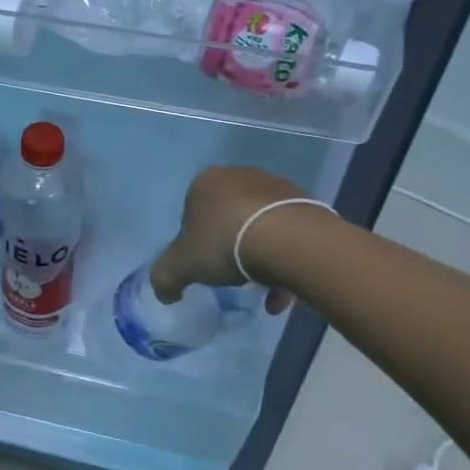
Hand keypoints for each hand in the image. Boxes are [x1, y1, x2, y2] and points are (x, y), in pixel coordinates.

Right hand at [150, 166, 317, 312]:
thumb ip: (165, 277)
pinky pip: (287, 233)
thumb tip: (165, 293)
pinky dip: (283, 259)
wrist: (289, 239)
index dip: (195, 241)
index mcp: (206, 181)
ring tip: (264, 287)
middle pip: (228, 216)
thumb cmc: (226, 244)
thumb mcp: (181, 265)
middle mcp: (240, 175)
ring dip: (259, 255)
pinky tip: (284, 289)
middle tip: (233, 274)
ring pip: (260, 225)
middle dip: (230, 246)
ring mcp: (275, 186)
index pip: (192, 210)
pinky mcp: (304, 202)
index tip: (204, 265)